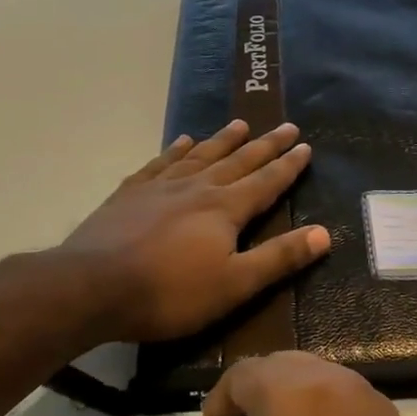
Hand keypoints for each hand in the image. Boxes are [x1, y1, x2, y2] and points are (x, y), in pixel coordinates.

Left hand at [60, 121, 330, 342]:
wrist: (92, 286)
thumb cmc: (169, 292)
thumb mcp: (234, 284)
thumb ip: (279, 258)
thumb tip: (324, 233)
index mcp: (225, 209)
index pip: (266, 181)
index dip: (288, 165)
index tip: (305, 146)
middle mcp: (197, 187)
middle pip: (238, 160)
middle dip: (265, 145)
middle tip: (285, 125)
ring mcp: (161, 186)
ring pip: (200, 155)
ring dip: (223, 139)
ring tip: (240, 123)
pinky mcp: (130, 193)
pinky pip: (160, 163)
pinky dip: (175, 150)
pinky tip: (182, 141)